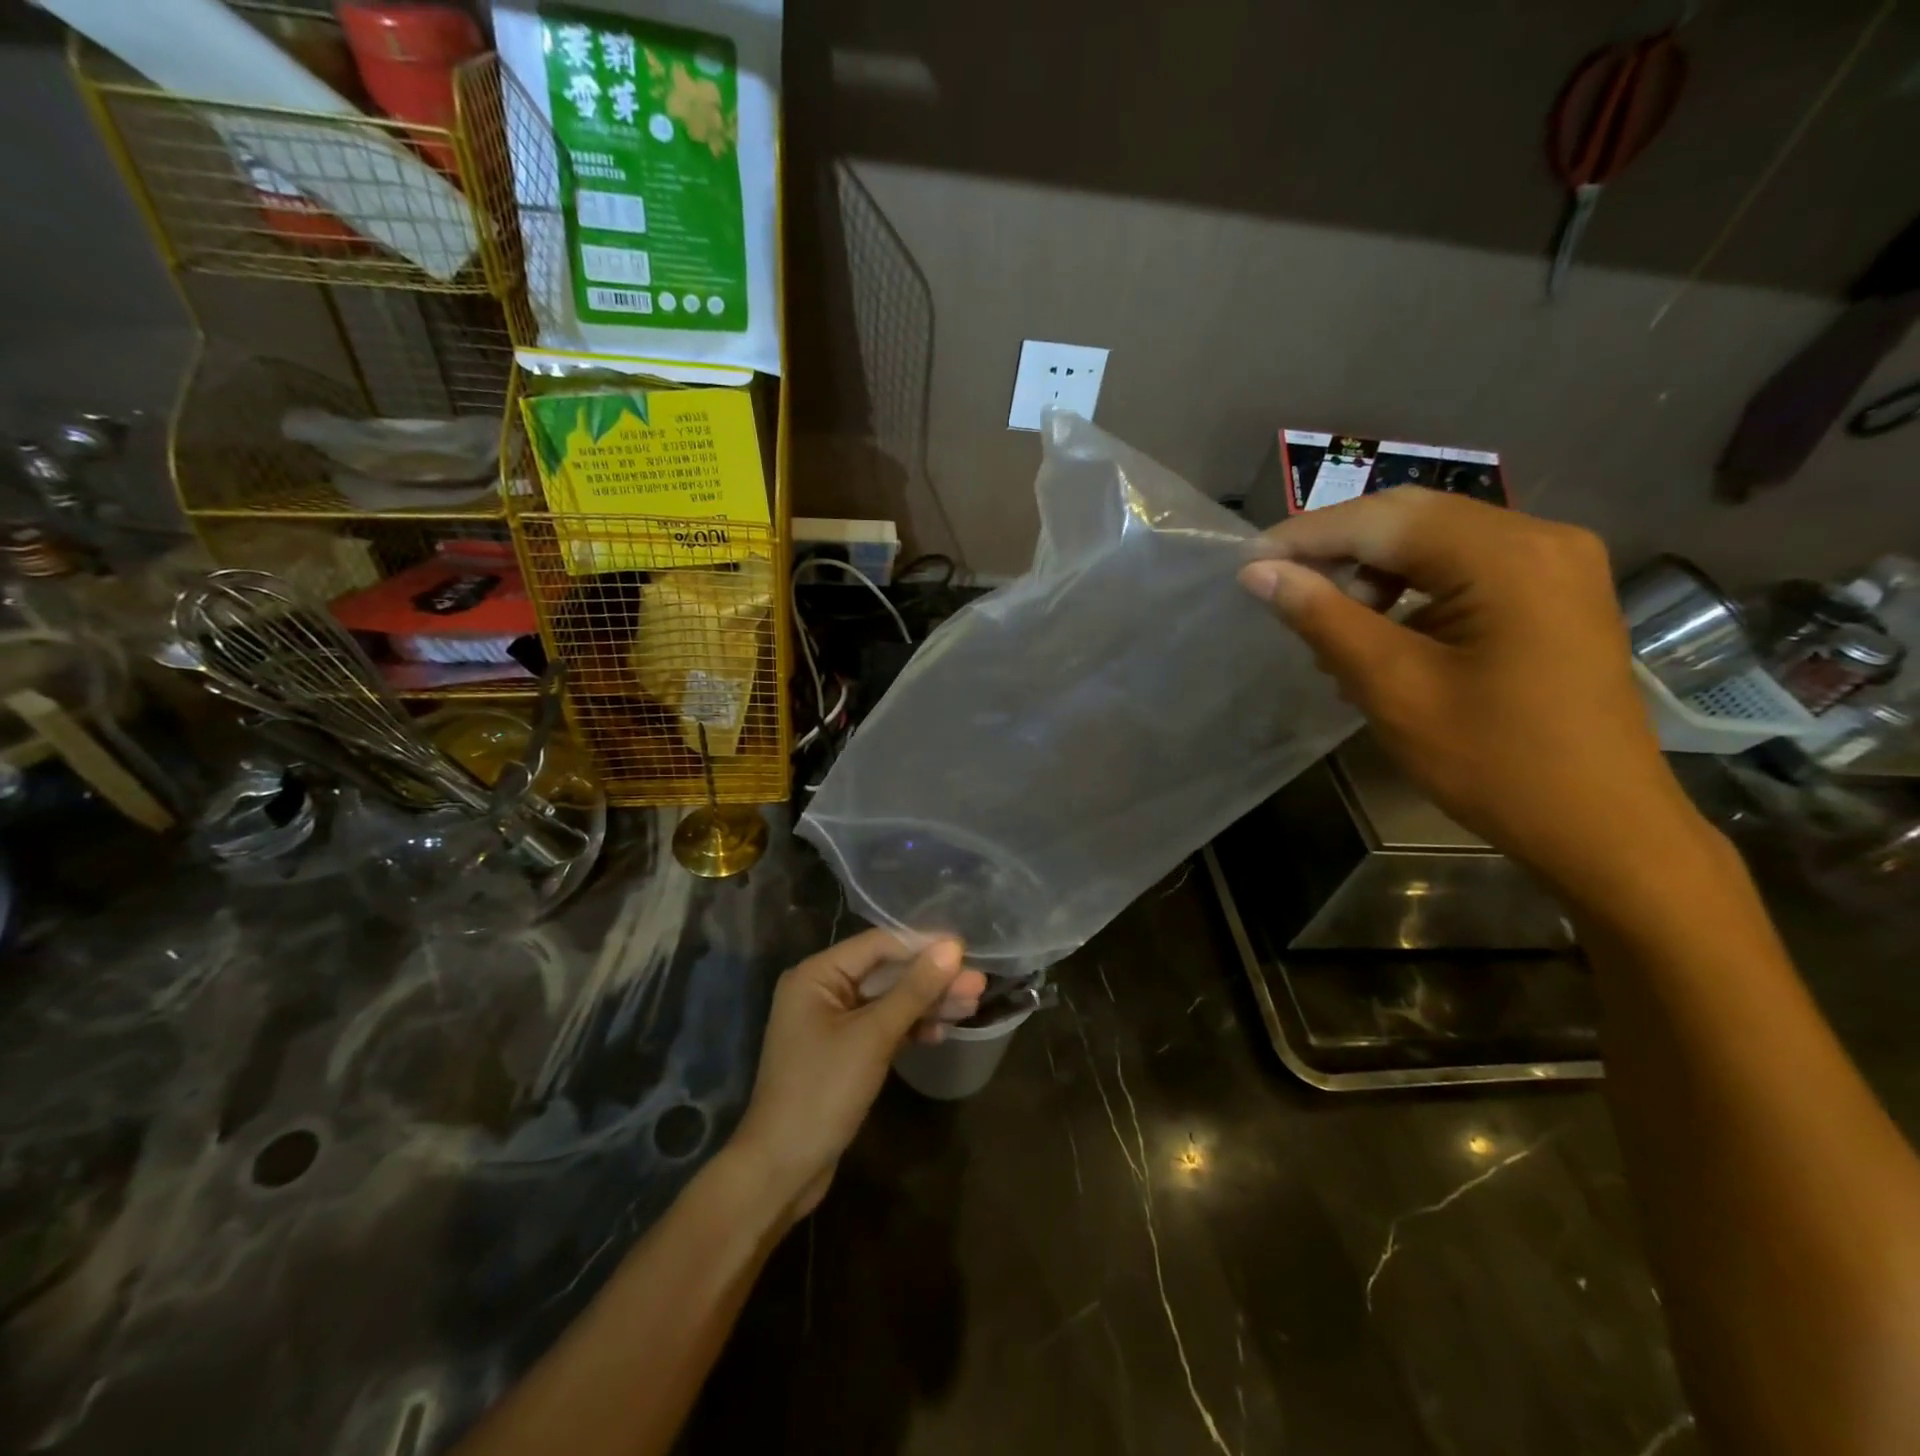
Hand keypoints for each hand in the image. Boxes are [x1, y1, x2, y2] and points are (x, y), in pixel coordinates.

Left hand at [730, 929, 985, 1221]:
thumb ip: (914, 990)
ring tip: (972, 1004)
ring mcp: (832, 1023)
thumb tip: (952, 949)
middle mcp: (822, 990)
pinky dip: (910, 1028)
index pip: (878, 945)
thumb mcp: (873, 1037)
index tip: (966, 948)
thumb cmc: (822, 1091)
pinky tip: (942, 1032)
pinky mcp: (843, 1052)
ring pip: (889, 1001)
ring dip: (927, 1003)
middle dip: (931, 978)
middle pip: (886, 973)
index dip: (923, 945)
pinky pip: (883, 1027)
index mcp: (816, 975)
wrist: (782, 1169)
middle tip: (978, 982)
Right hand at [1238, 488, 1692, 892]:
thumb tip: (1258, 573)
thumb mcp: (1394, 688)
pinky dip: (1409, 594)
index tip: (1246, 565)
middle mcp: (1541, 538)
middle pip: (1413, 519)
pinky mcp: (1554, 594)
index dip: (1306, 537)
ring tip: (1329, 632)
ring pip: (1436, 543)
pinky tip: (1380, 640)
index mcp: (1508, 556)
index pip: (1384, 520)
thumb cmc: (1494, 762)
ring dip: (1371, 575)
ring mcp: (1555, 565)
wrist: (1603, 827)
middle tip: (1279, 590)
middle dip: (1337, 550)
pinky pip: (1464, 571)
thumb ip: (1324, 619)